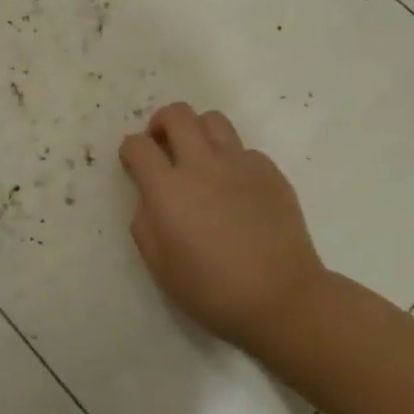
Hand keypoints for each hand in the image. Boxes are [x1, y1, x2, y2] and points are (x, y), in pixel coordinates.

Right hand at [119, 103, 326, 349]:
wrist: (283, 298)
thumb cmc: (213, 290)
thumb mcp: (160, 266)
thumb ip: (145, 223)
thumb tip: (151, 199)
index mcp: (169, 190)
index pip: (138, 146)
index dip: (130, 150)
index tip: (134, 163)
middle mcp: (202, 165)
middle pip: (176, 114)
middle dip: (161, 124)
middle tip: (163, 146)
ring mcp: (240, 163)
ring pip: (212, 119)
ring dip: (197, 131)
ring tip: (199, 157)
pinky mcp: (270, 170)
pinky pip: (243, 148)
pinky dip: (230, 158)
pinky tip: (235, 188)